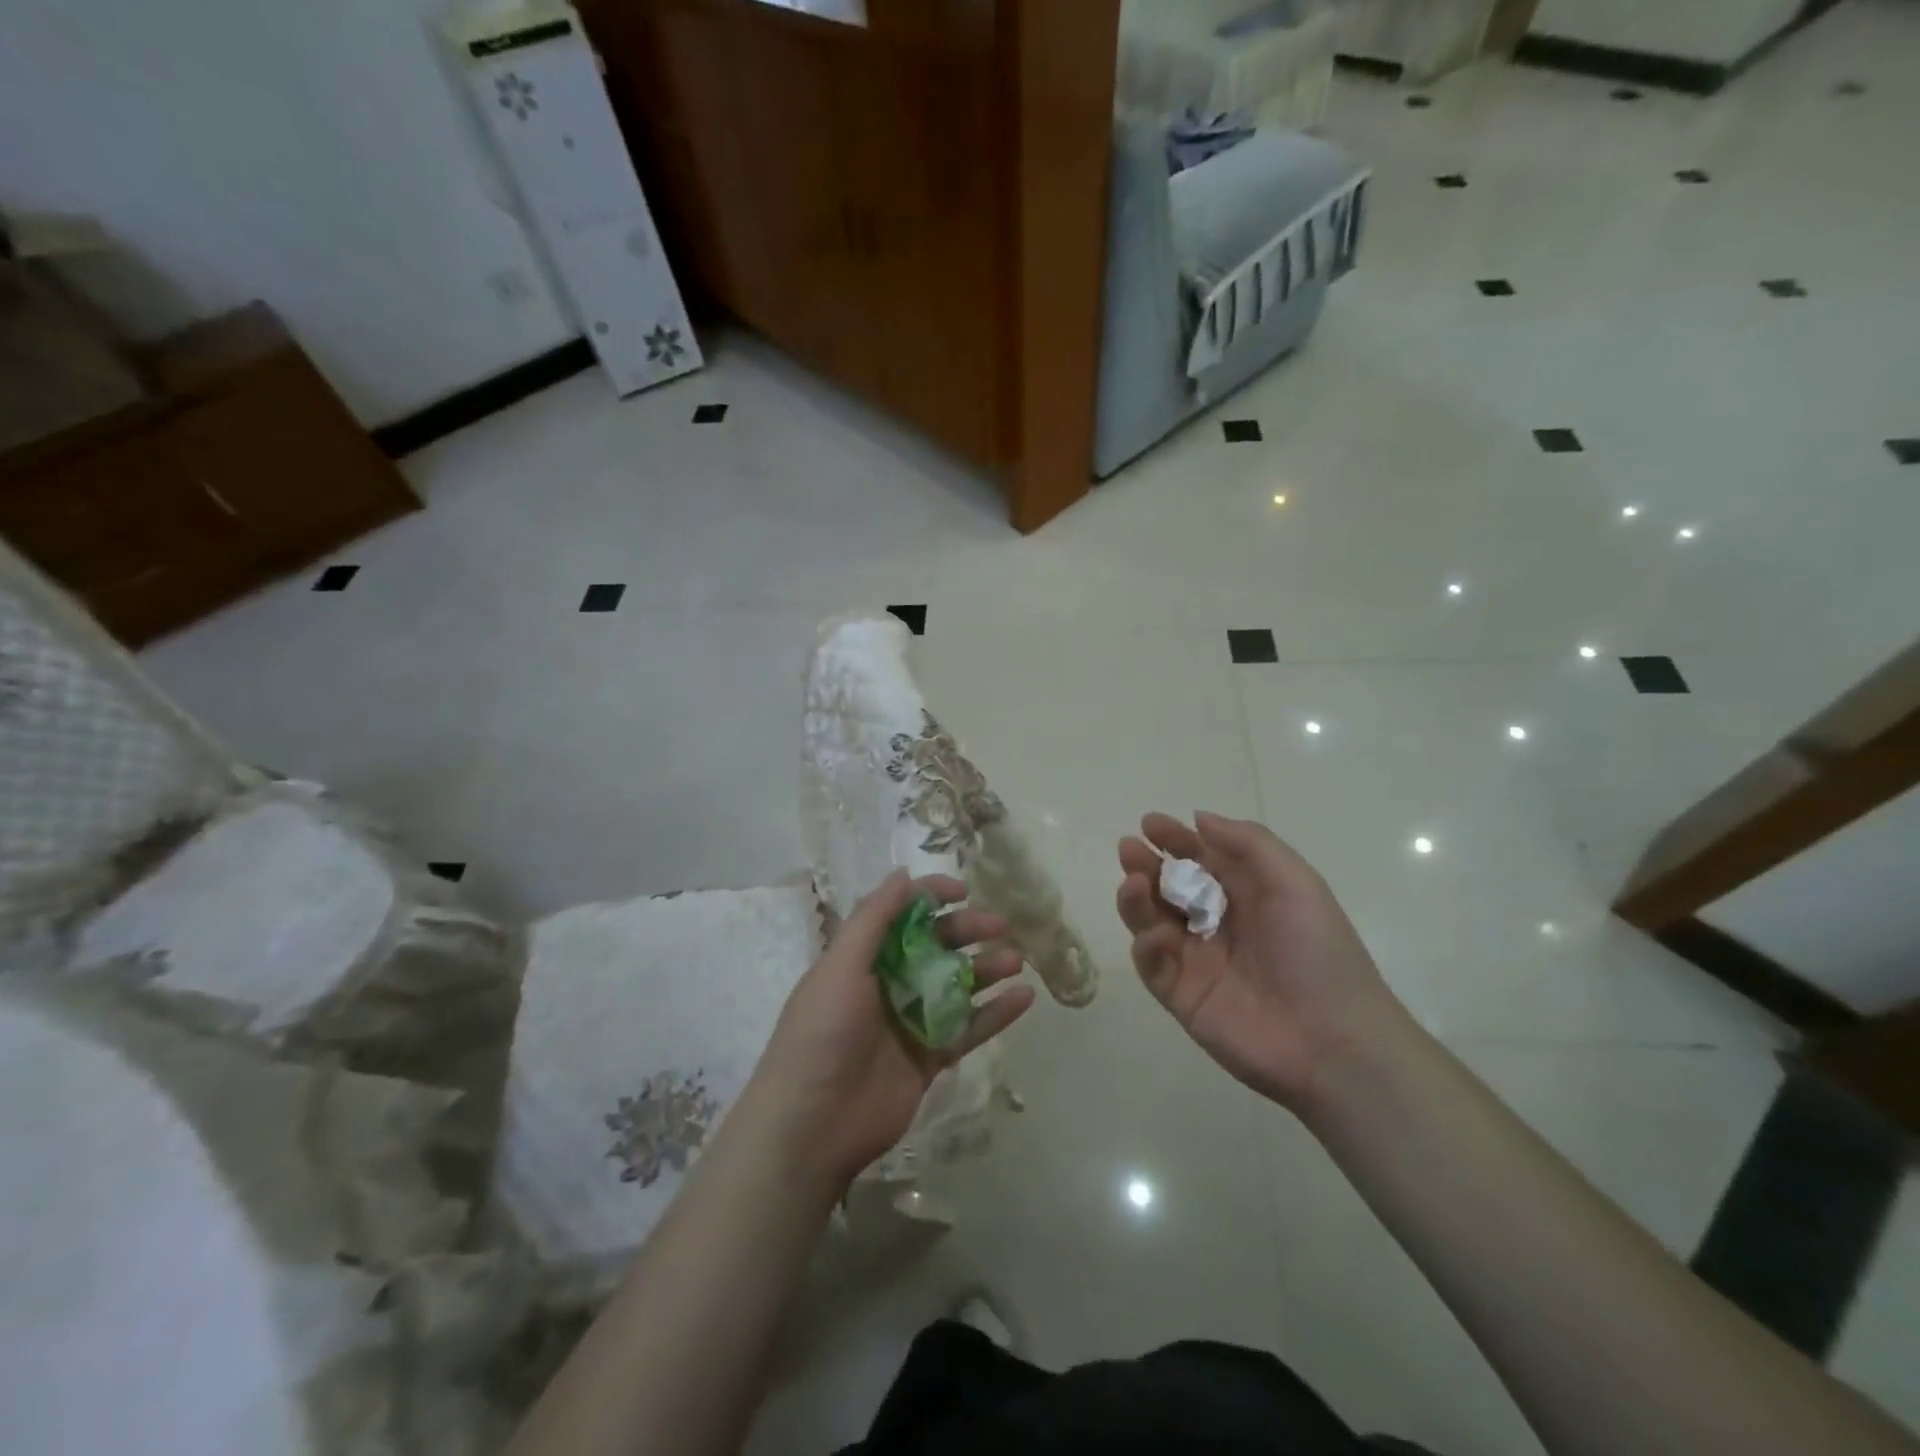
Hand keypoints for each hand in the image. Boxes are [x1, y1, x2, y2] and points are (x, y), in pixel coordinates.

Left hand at [743, 870, 1034, 1192]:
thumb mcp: (840, 965)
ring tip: (1016, 960)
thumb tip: (902, 873)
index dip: (932, 898)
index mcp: (863, 958)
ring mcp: (911, 1022)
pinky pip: (968, 1028)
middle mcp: (888, 983)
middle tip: (1001, 925)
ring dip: (987, 969)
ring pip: (957, 986)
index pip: (903, 915)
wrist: (812, 1125)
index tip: (963, 891)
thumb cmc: (822, 1033)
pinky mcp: (930, 1059)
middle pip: (936, 947)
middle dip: (967, 931)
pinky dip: (996, 1013)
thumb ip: (873, 918)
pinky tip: (1024, 998)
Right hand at [1117, 811, 1399, 1114]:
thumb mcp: (1296, 883)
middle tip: (1129, 849)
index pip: (1200, 858)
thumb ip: (1248, 844)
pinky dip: (1146, 945)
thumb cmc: (1317, 952)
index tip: (1150, 823)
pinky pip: (1152, 964)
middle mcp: (1216, 923)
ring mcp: (1196, 960)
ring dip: (1136, 899)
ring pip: (1151, 921)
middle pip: (1168, 887)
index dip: (1175, 839)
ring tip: (1134, 883)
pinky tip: (1157, 935)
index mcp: (1246, 895)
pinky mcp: (1181, 996)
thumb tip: (1199, 818)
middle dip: (1146, 864)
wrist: (1333, 1042)